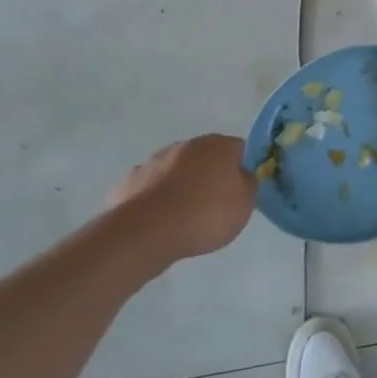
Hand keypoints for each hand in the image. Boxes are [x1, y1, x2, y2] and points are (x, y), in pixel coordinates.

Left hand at [109, 135, 256, 261]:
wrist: (147, 232)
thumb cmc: (205, 215)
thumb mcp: (245, 204)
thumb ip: (247, 184)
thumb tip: (242, 175)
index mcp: (219, 145)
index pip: (239, 149)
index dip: (241, 169)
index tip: (239, 191)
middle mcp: (187, 145)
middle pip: (205, 157)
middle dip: (209, 175)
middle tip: (212, 204)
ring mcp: (154, 161)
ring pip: (175, 170)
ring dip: (180, 185)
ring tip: (182, 216)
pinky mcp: (129, 182)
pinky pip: (150, 188)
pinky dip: (155, 199)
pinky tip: (157, 220)